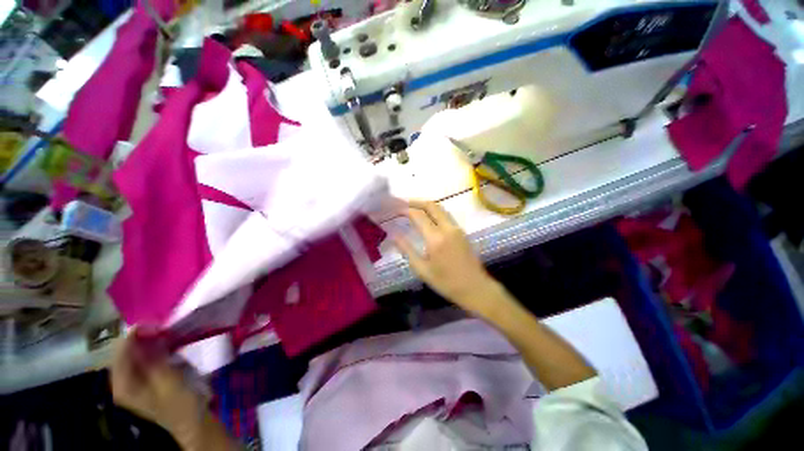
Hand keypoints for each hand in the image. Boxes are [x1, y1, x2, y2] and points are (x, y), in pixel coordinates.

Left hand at [110, 330, 205, 444]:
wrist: (192, 420)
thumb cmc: (181, 403)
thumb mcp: (168, 381)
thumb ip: (153, 358)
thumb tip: (145, 333)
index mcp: (123, 385)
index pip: (120, 352)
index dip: (133, 335)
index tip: (154, 323)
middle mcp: (122, 382)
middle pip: (123, 352)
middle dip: (139, 336)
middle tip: (160, 325)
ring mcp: (132, 381)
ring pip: (132, 353)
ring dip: (146, 340)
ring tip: (163, 330)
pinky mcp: (143, 378)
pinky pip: (141, 357)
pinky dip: (151, 347)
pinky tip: (163, 342)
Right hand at [393, 201, 500, 315]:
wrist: (475, 288)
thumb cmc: (446, 282)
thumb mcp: (422, 269)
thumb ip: (407, 250)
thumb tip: (393, 235)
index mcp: (436, 238)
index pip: (418, 215)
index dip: (405, 210)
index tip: (395, 210)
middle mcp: (447, 228)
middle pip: (431, 205)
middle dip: (416, 202)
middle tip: (403, 204)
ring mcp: (457, 229)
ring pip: (440, 208)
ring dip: (426, 206)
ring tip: (413, 209)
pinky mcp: (462, 232)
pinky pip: (446, 216)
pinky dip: (434, 212)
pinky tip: (427, 219)